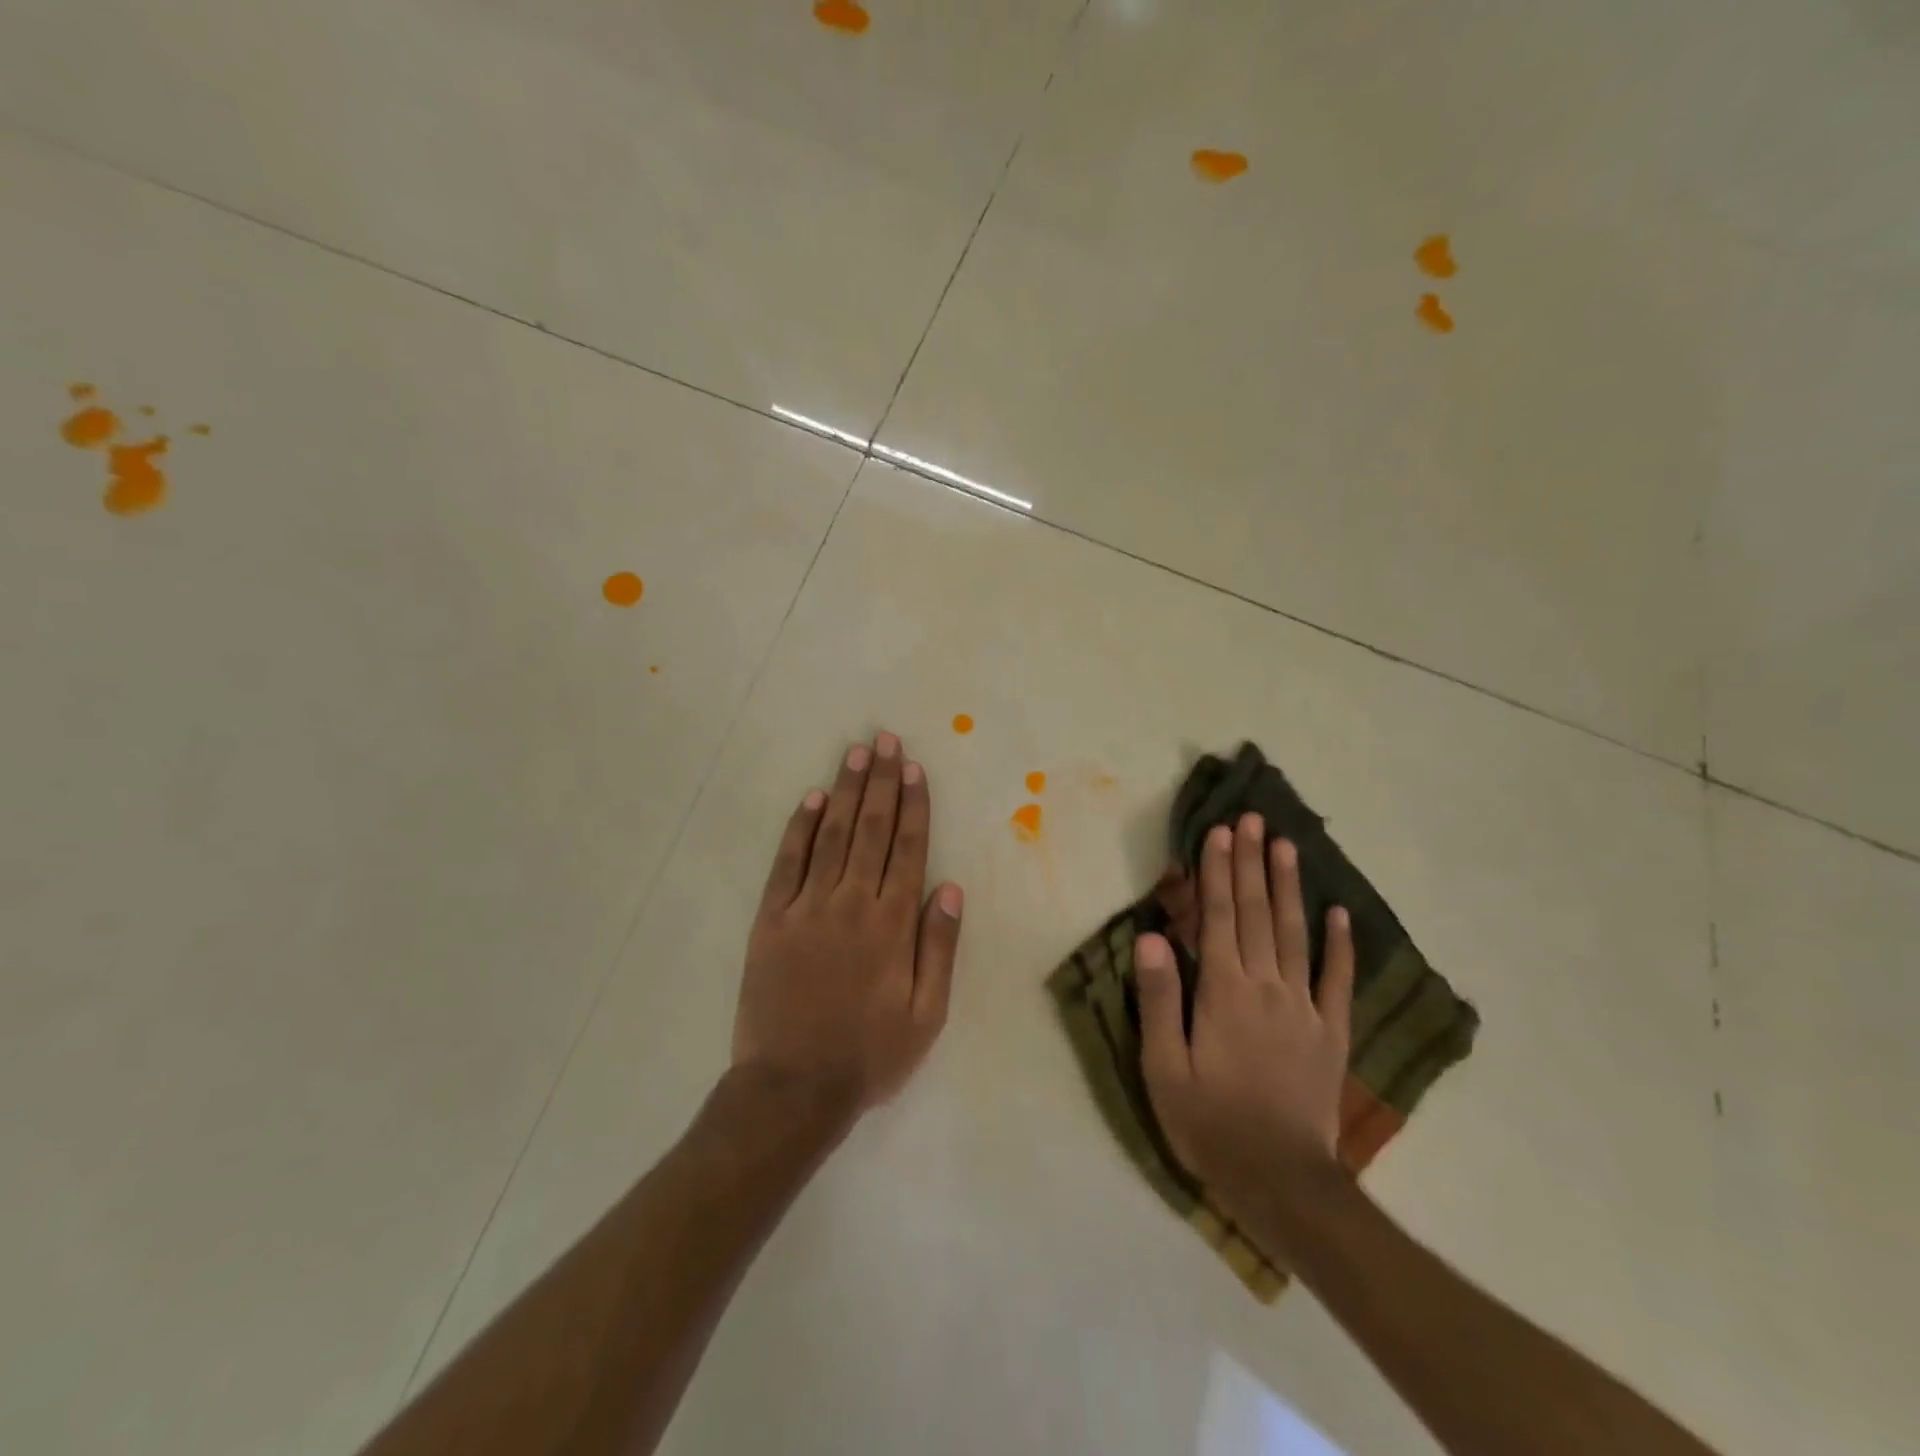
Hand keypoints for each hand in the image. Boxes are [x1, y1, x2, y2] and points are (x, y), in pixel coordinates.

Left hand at [732, 732, 963, 1126]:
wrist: (792, 1088)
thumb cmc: (869, 1055)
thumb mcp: (927, 1014)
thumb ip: (939, 947)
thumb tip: (950, 887)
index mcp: (892, 924)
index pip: (908, 849)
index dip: (913, 805)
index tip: (915, 769)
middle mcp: (851, 903)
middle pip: (872, 829)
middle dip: (882, 782)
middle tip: (886, 741)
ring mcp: (807, 907)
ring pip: (832, 835)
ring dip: (846, 791)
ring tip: (857, 754)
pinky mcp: (771, 919)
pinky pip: (787, 862)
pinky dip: (801, 828)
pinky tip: (812, 799)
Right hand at [1136, 813, 1354, 1247]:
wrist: (1281, 1181)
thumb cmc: (1210, 1122)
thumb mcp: (1164, 1067)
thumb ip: (1159, 1000)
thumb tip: (1150, 938)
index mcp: (1224, 991)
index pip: (1220, 918)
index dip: (1218, 872)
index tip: (1219, 832)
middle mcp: (1267, 987)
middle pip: (1258, 914)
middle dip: (1252, 863)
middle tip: (1252, 820)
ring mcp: (1306, 1008)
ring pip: (1296, 934)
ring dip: (1289, 887)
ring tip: (1286, 846)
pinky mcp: (1332, 1032)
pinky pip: (1337, 979)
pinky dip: (1339, 944)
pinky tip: (1339, 913)